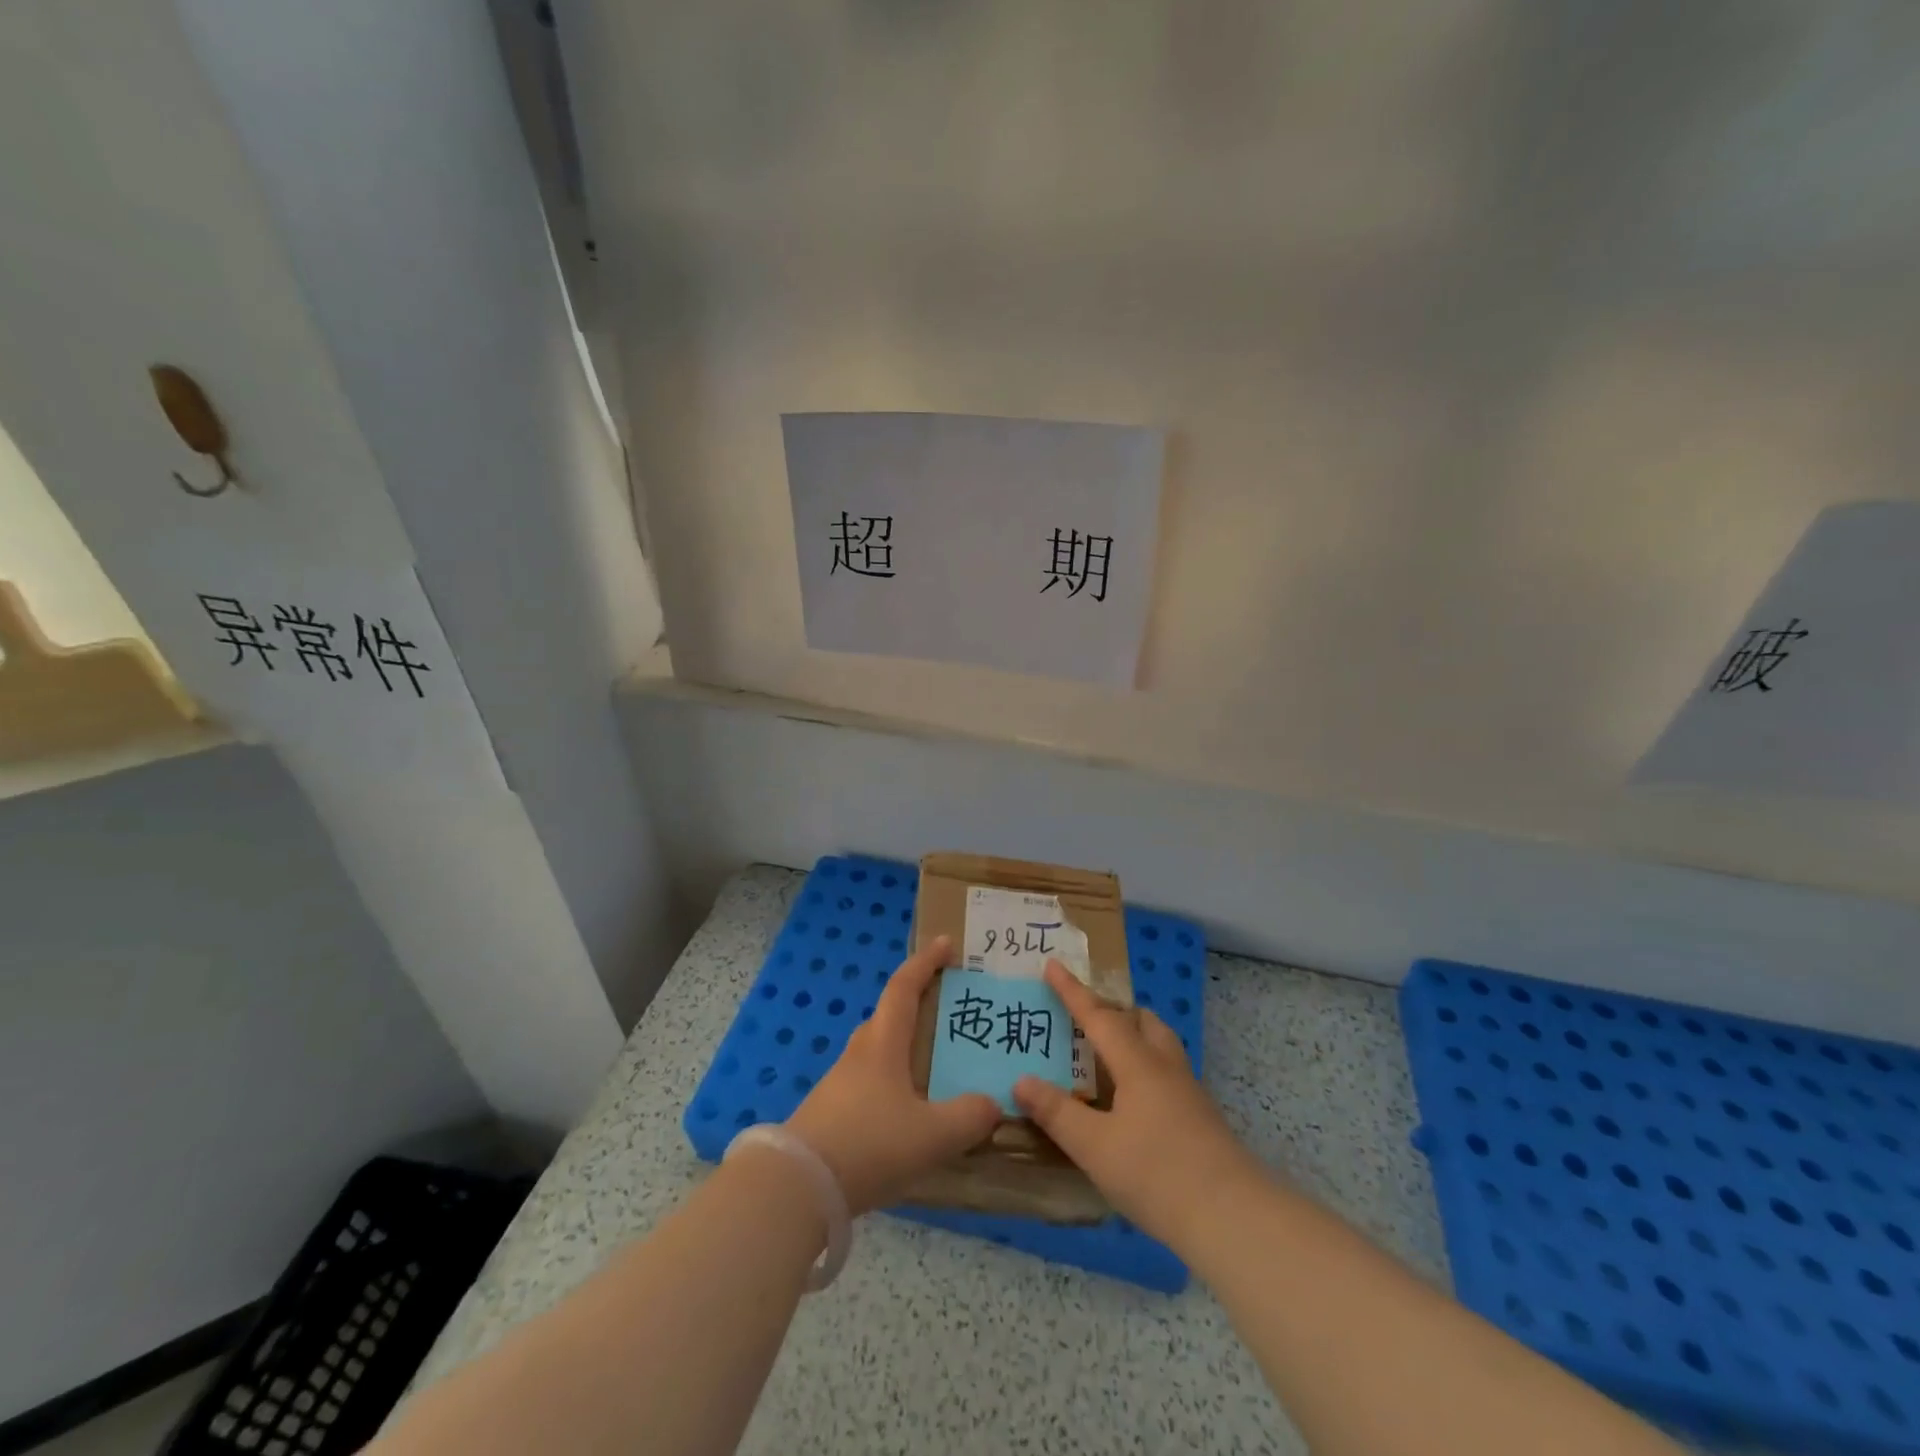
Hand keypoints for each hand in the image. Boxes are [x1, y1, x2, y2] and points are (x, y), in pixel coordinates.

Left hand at [785, 935, 999, 1214]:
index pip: (904, 987)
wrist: (798, 1187)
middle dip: (918, 1006)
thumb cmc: (870, 1144)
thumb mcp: (933, 1134)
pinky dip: (894, 1084)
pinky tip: (909, 1114)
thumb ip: (970, 1117)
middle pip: (889, 1016)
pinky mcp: (832, 1113)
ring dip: (906, 1049)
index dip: (926, 962)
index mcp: (883, 1043)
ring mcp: (841, 1083)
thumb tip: (992, 1104)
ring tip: (936, 1067)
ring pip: (879, 1052)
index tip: (945, 944)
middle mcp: (860, 1053)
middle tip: (948, 1012)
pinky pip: (871, 1083)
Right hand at [1014, 960, 1262, 1248]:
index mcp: (1137, 1063)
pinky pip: (1166, 1071)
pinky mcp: (1200, 1117)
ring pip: (1159, 1044)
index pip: (1098, 1015)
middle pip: (1140, 1020)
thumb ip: (1057, 1112)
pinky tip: (1132, 1098)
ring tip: (1107, 1052)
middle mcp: (1164, 1066)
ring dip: (1133, 1035)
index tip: (1053, 963)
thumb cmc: (1157, 1174)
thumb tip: (1021, 1080)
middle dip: (1112, 1010)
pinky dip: (1143, 1066)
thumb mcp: (1095, 1147)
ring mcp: (1188, 1091)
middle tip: (1084, 1015)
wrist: (1233, 1218)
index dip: (1072, 990)